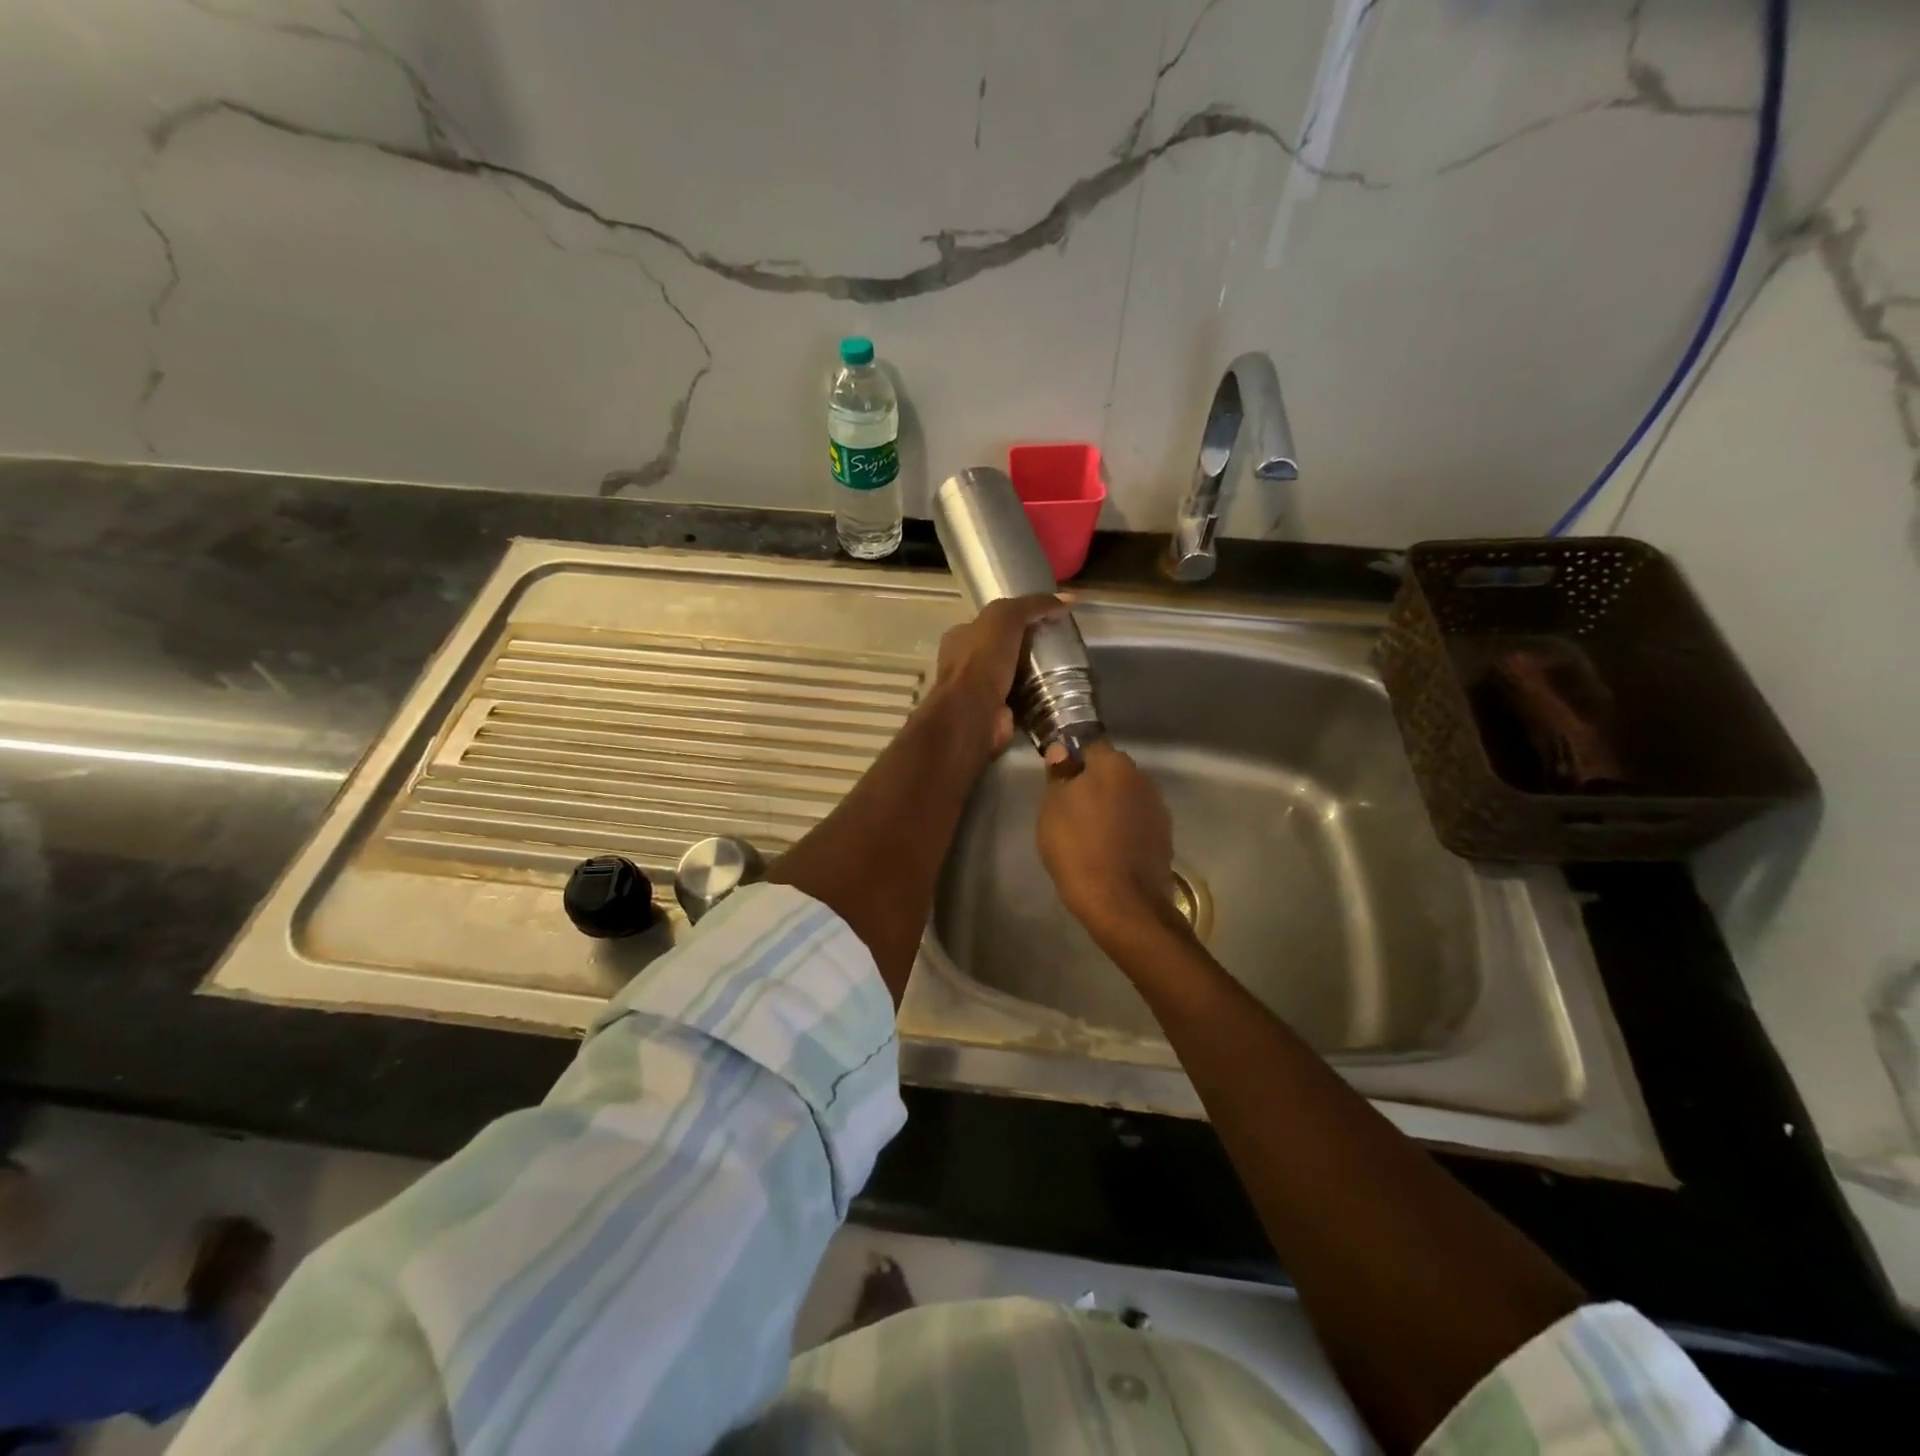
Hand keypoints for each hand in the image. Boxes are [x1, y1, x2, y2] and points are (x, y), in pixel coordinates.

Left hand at [928, 593, 1068, 757]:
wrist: (974, 713)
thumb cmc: (982, 659)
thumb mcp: (1006, 618)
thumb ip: (1033, 605)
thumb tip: (1069, 598)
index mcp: (960, 637)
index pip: (989, 623)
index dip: (1015, 619)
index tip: (1044, 620)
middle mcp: (965, 665)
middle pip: (1003, 651)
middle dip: (1027, 650)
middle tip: (1059, 647)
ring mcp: (979, 693)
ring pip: (1013, 678)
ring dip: (1035, 677)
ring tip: (1066, 671)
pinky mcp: (996, 715)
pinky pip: (1022, 702)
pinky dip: (1038, 700)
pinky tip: (1060, 695)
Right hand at [1037, 738, 1180, 942]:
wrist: (1121, 903)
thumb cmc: (1078, 848)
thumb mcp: (1052, 808)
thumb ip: (1059, 775)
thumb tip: (1062, 751)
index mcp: (1113, 763)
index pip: (1089, 745)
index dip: (1072, 758)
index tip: (1058, 778)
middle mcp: (1142, 777)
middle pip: (1110, 771)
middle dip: (1093, 783)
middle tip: (1069, 808)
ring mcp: (1158, 808)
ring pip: (1125, 797)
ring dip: (1110, 807)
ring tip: (1089, 833)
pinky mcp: (1165, 836)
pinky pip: (1137, 822)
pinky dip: (1124, 829)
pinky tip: (1109, 849)